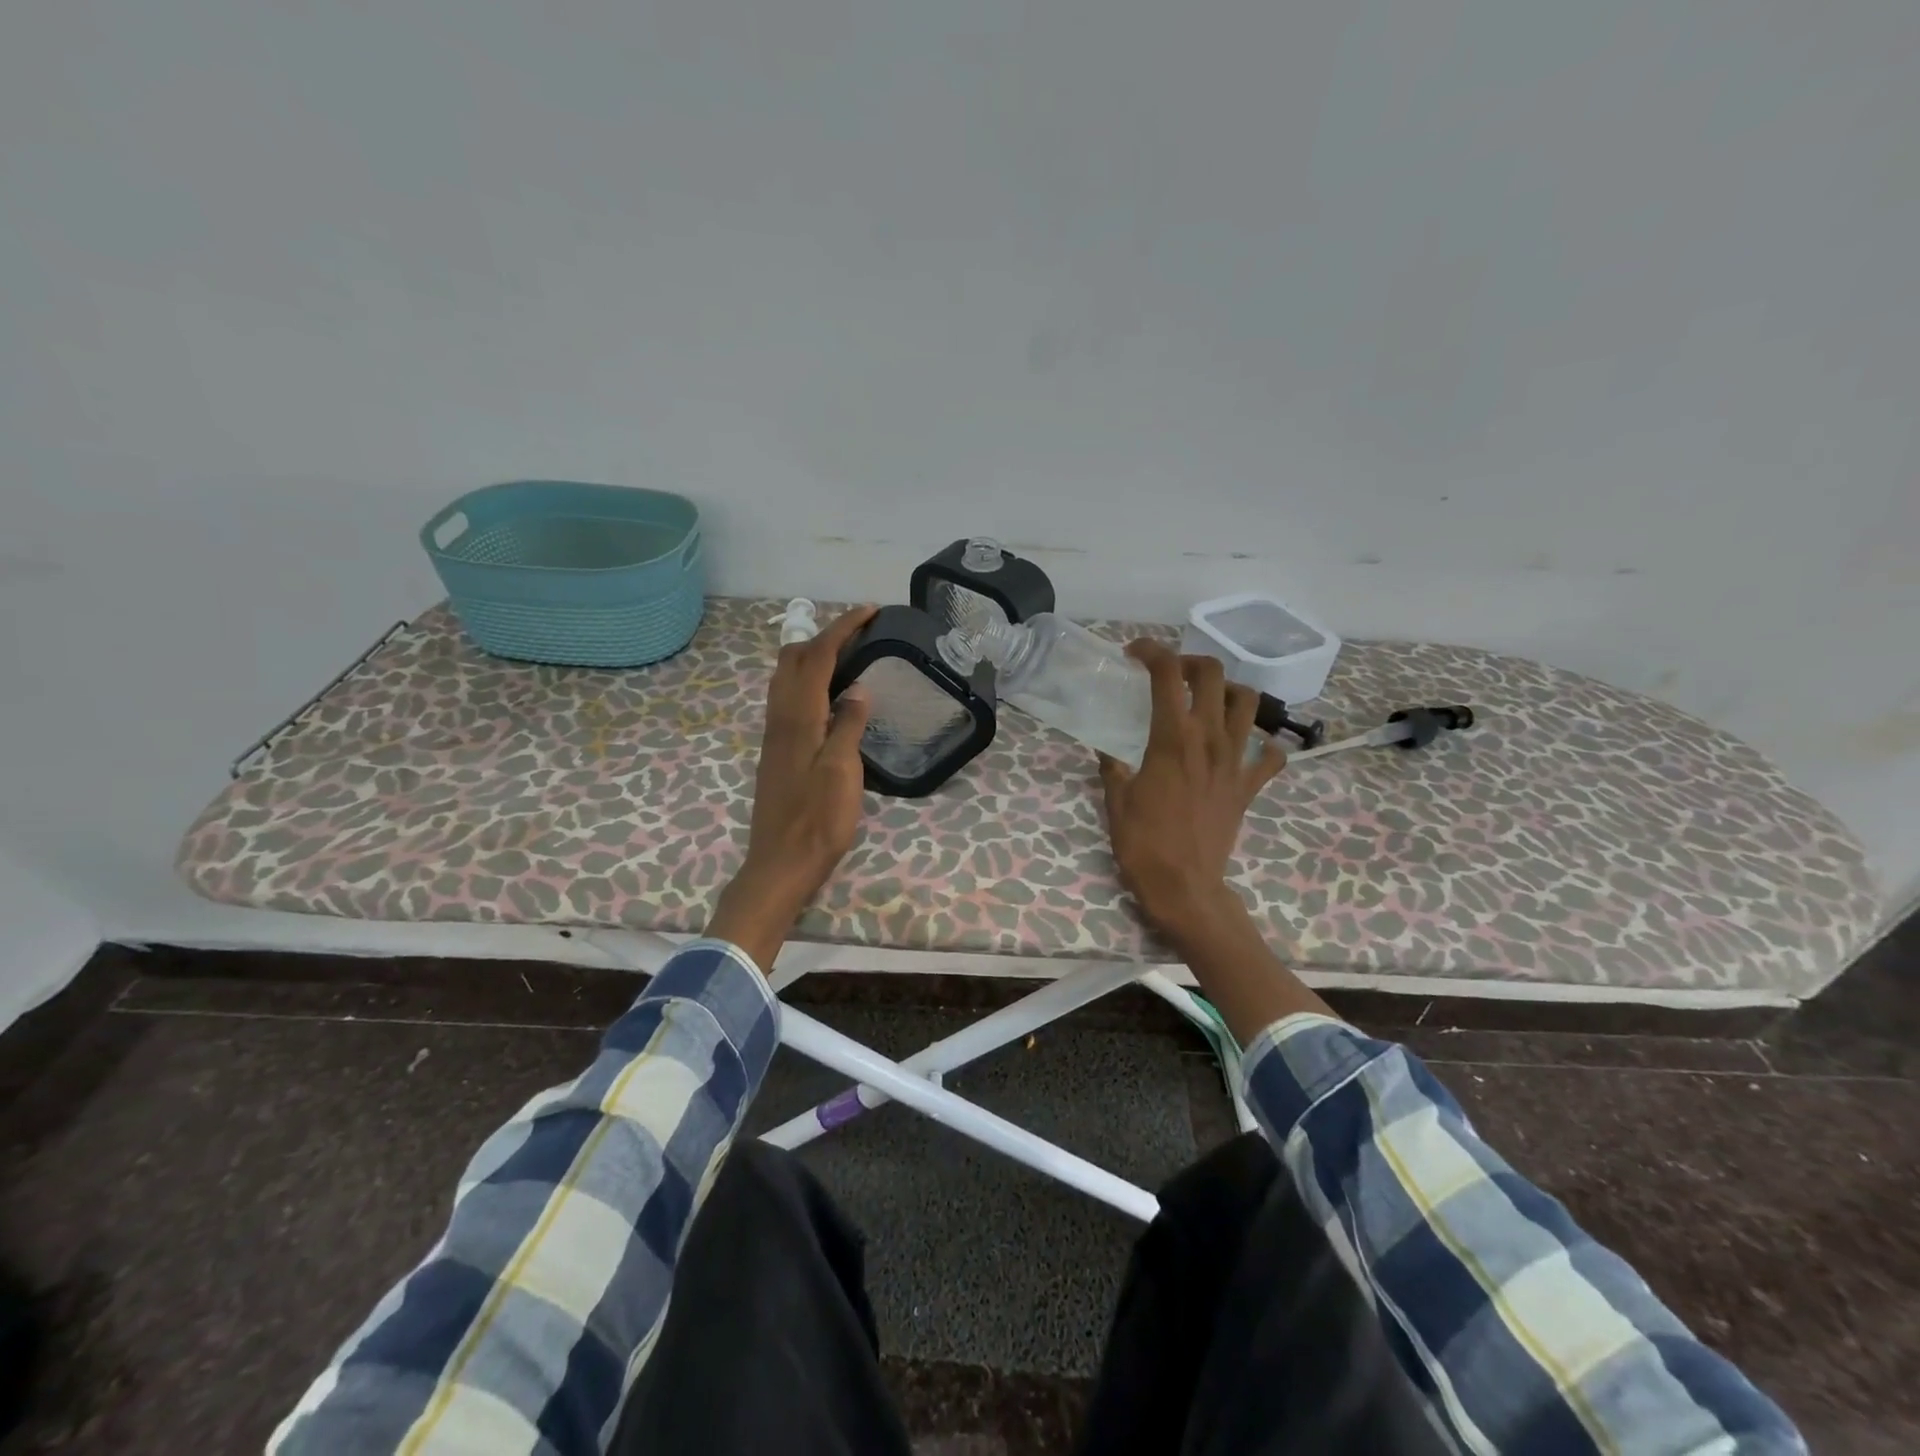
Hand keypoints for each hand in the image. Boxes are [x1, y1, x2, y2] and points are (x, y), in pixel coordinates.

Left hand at [708, 605, 876, 966]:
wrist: (781, 863)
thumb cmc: (817, 820)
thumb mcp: (842, 772)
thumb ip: (848, 725)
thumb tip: (858, 687)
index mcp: (798, 717)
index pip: (817, 656)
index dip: (842, 627)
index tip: (870, 610)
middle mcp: (780, 717)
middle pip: (793, 658)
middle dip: (824, 634)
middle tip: (859, 632)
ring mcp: (775, 734)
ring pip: (786, 677)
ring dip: (813, 655)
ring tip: (848, 655)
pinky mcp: (777, 750)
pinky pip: (788, 697)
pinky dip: (809, 679)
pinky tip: (830, 695)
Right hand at [1099, 642, 1285, 950]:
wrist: (1185, 887)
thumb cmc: (1143, 843)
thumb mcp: (1116, 800)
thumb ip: (1112, 767)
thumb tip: (1107, 750)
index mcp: (1172, 738)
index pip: (1166, 674)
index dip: (1151, 652)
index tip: (1134, 654)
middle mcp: (1210, 739)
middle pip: (1213, 674)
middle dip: (1190, 663)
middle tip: (1170, 675)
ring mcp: (1236, 761)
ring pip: (1248, 703)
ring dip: (1228, 691)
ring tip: (1207, 701)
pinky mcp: (1249, 786)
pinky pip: (1270, 756)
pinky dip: (1263, 744)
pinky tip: (1244, 747)